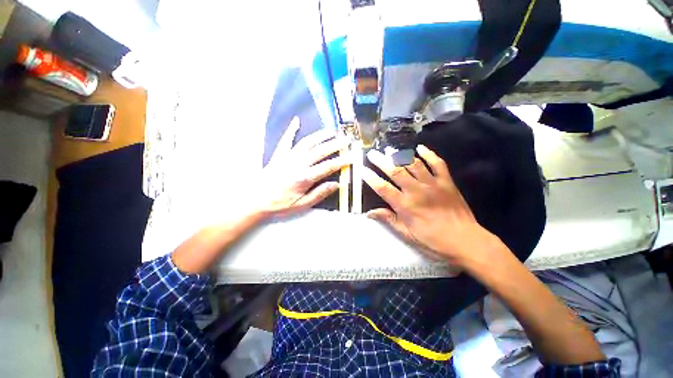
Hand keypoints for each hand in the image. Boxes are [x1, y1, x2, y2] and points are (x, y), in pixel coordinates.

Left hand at [256, 117, 349, 218]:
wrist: (255, 199)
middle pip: (320, 151)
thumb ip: (320, 193)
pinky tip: (296, 121)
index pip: (328, 166)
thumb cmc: (280, 204)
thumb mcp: (302, 205)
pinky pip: (286, 139)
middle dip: (335, 144)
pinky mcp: (279, 154)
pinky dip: (292, 129)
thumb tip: (337, 184)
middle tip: (346, 140)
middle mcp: (297, 163)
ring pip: (307, 142)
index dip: (341, 161)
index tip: (352, 157)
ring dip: (320, 135)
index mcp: (304, 177)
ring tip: (331, 131)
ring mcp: (287, 156)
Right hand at [362, 145, 500, 266]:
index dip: (370, 178)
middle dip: (381, 161)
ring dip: (400, 155)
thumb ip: (388, 219)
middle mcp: (416, 190)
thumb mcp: (407, 234)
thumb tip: (370, 213)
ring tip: (390, 150)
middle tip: (372, 153)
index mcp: (404, 205)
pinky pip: (437, 163)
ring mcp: (432, 184)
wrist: (465, 240)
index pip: (382, 187)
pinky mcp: (446, 181)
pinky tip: (420, 148)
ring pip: (413, 164)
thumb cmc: (433, 240)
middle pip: (395, 171)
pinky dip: (429, 154)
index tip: (362, 169)